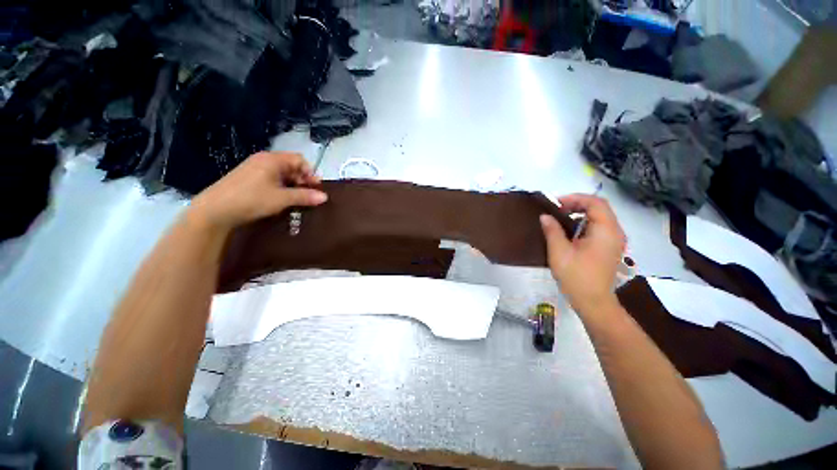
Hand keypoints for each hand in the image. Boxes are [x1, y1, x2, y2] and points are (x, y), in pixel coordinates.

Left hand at [188, 152, 327, 232]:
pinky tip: (280, 200)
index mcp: (272, 159)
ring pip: (281, 174)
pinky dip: (280, 188)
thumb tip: (325, 197)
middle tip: (307, 196)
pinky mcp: (248, 178)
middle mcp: (263, 160)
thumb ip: (305, 196)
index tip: (315, 188)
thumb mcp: (282, 199)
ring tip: (295, 200)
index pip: (299, 160)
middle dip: (302, 180)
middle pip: (291, 166)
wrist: (214, 209)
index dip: (310, 173)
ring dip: (292, 186)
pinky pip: (271, 179)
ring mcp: (254, 169)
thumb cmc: (251, 199)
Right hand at [540, 194, 625, 314]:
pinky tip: (570, 231)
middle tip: (556, 209)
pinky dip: (585, 223)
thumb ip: (552, 231)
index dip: (575, 198)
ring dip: (581, 213)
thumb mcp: (559, 252)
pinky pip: (600, 227)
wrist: (593, 302)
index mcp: (605, 231)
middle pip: (600, 207)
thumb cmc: (576, 277)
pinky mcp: (610, 248)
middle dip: (577, 204)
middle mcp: (615, 232)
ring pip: (601, 217)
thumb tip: (545, 216)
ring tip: (561, 218)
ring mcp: (615, 241)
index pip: (595, 203)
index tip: (555, 204)